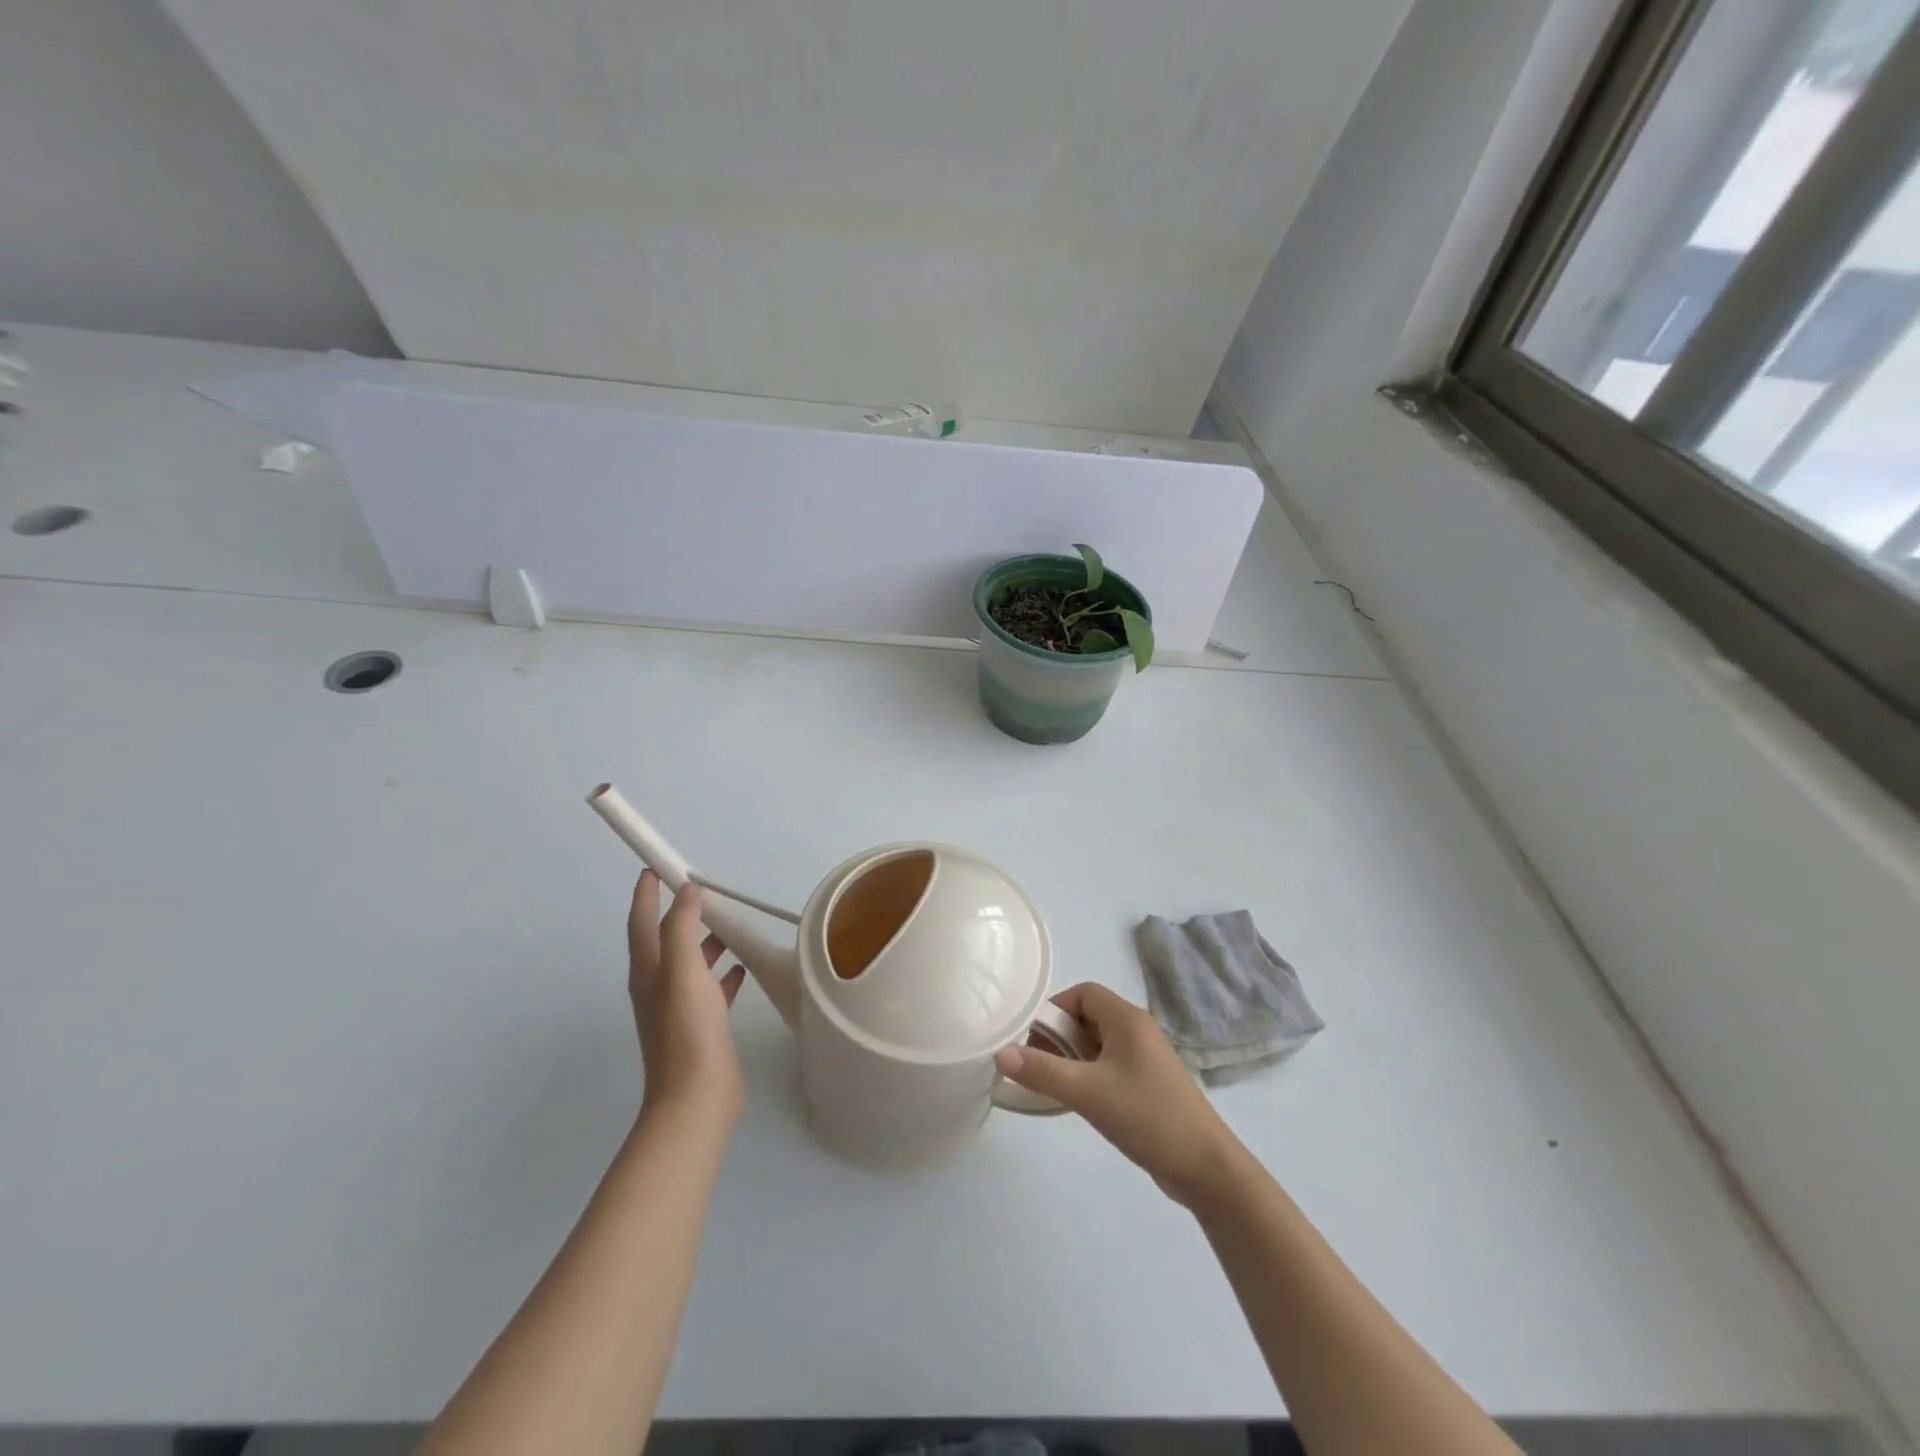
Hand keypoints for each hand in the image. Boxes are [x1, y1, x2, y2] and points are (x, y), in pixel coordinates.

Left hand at [628, 871, 747, 1124]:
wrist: (696, 1098)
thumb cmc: (687, 1030)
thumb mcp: (683, 970)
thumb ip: (681, 927)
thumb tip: (686, 892)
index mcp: (648, 971)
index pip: (641, 921)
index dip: (646, 893)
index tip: (655, 866)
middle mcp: (658, 986)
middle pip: (666, 940)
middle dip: (680, 913)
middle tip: (704, 890)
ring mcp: (680, 1008)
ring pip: (691, 962)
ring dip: (706, 940)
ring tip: (731, 924)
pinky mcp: (702, 1025)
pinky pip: (712, 988)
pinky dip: (724, 972)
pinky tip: (744, 967)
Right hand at [996, 982, 1240, 1206]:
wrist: (1206, 1167)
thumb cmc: (1146, 1116)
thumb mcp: (1087, 1093)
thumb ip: (1042, 1071)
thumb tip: (1000, 1053)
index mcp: (1127, 1019)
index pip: (1082, 993)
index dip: (1054, 1009)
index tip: (1033, 1039)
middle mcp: (1138, 1030)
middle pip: (1089, 1017)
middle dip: (1059, 1036)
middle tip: (1038, 1066)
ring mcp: (1146, 1058)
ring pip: (1099, 1044)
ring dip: (1073, 1058)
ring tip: (1055, 1086)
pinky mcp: (1150, 1084)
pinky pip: (1111, 1065)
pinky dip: (1090, 1075)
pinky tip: (1081, 1103)